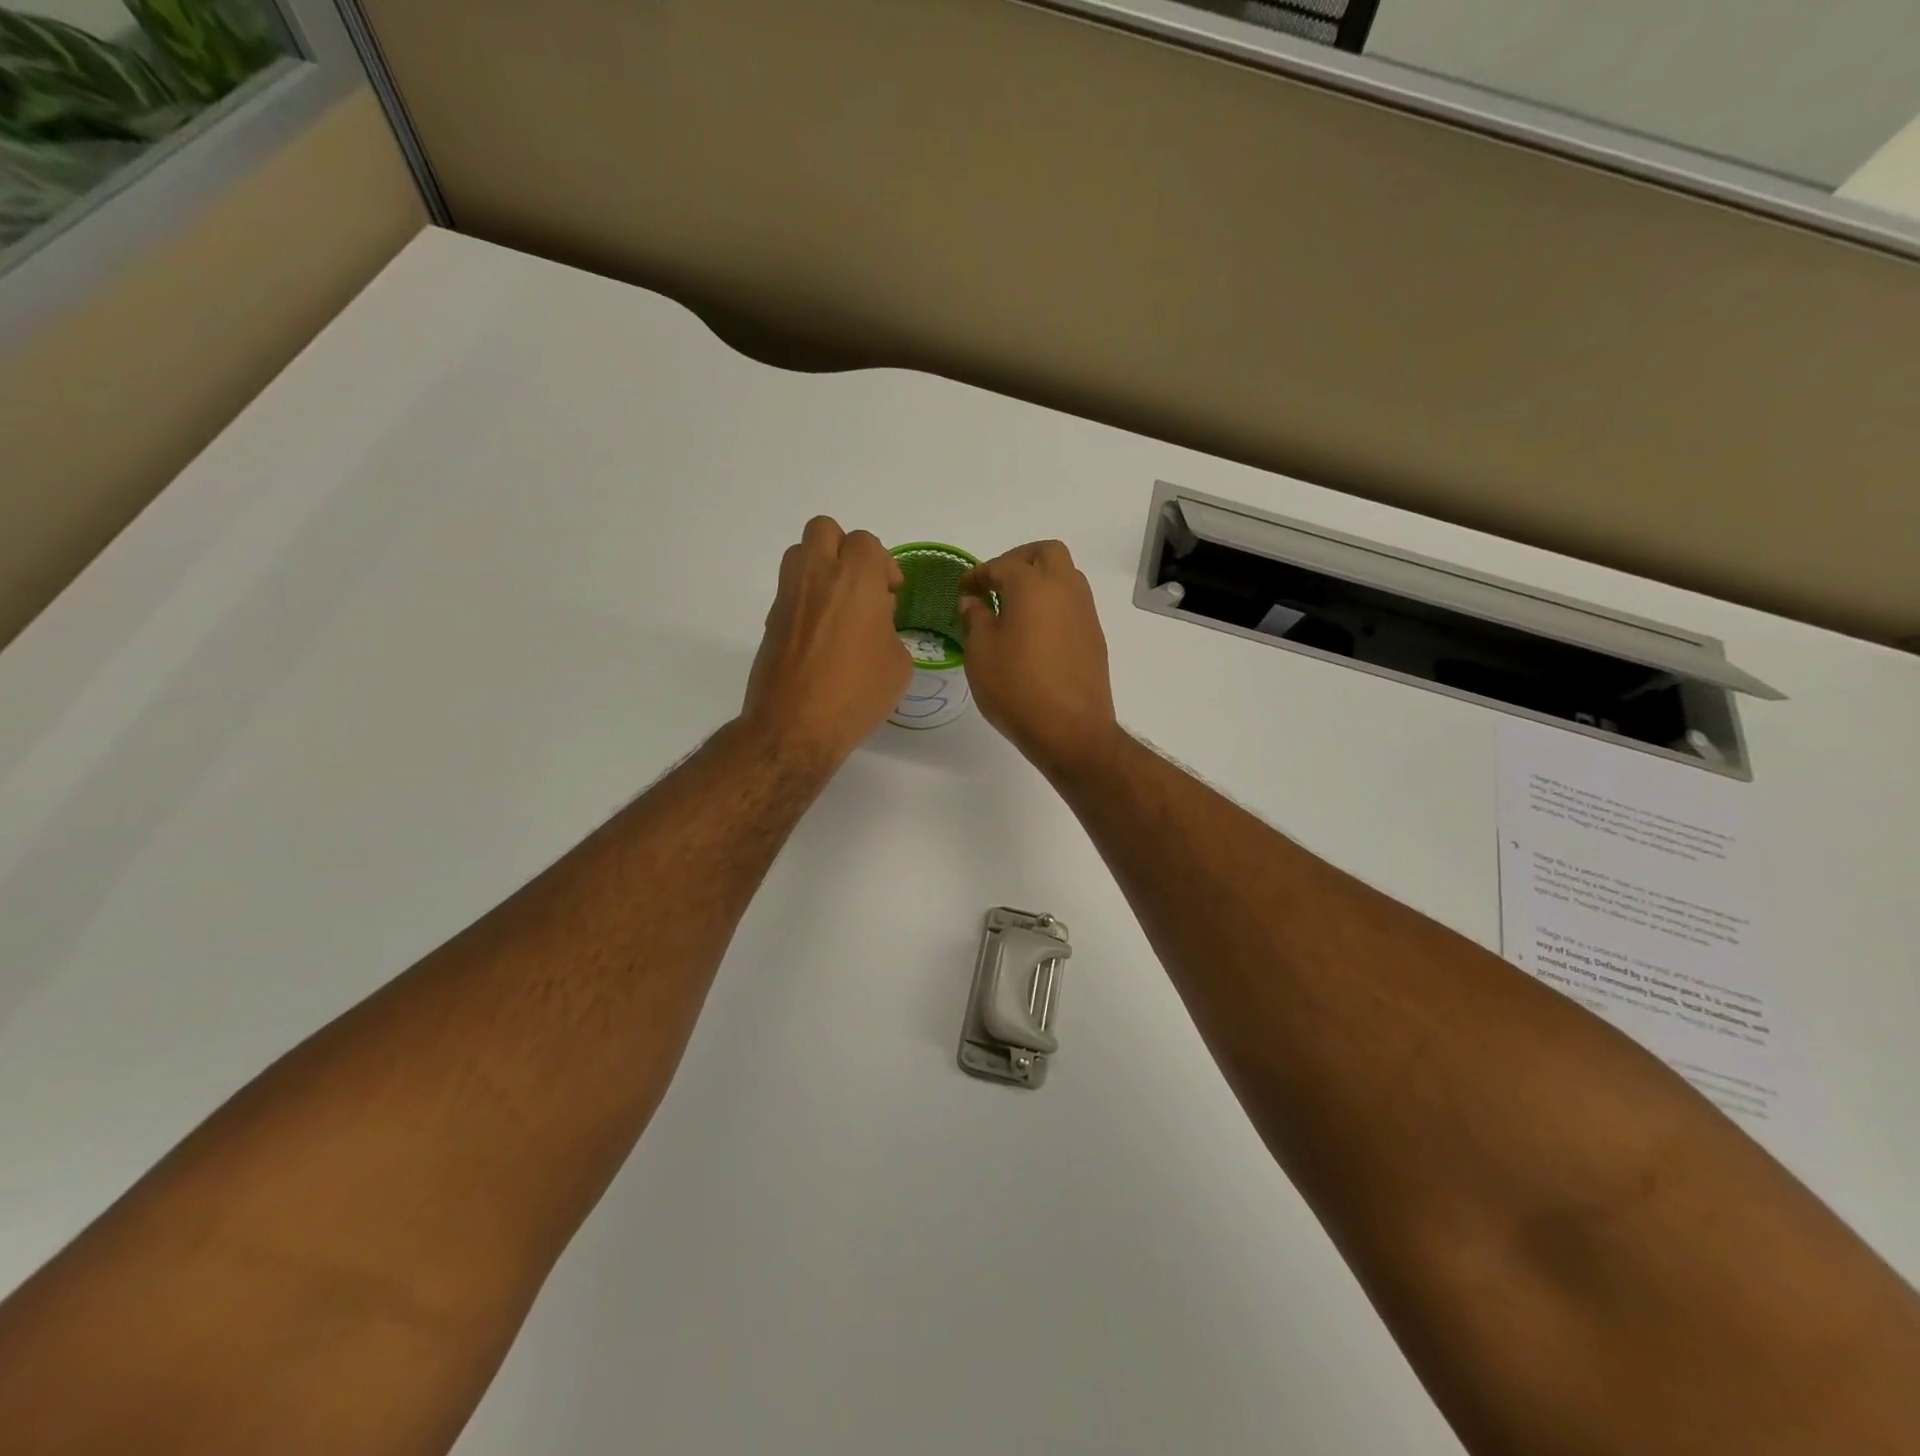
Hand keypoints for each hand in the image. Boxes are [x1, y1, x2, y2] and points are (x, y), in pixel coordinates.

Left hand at [742, 517, 909, 764]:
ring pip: (799, 553)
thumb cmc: (857, 694)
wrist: (796, 727)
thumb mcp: (898, 664)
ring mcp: (788, 597)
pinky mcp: (771, 620)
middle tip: (860, 585)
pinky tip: (821, 635)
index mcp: (855, 580)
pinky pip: (790, 590)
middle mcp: (817, 576)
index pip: (866, 542)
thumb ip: (889, 629)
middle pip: (824, 530)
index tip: (891, 594)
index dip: (883, 565)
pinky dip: (806, 599)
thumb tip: (873, 622)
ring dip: (820, 567)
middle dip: (845, 549)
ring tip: (839, 605)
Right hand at [959, 540, 1118, 777]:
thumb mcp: (980, 652)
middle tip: (997, 582)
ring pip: (1066, 576)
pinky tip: (1034, 631)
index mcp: (1033, 586)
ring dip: (1040, 580)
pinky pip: (1073, 604)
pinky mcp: (1094, 636)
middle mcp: (1065, 589)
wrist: (1070, 729)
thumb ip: (975, 619)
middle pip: (1046, 553)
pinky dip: (1053, 604)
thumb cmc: (1016, 687)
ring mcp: (1085, 612)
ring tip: (1014, 607)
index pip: (1002, 565)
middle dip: (1019, 559)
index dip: (979, 574)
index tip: (964, 588)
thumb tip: (973, 601)